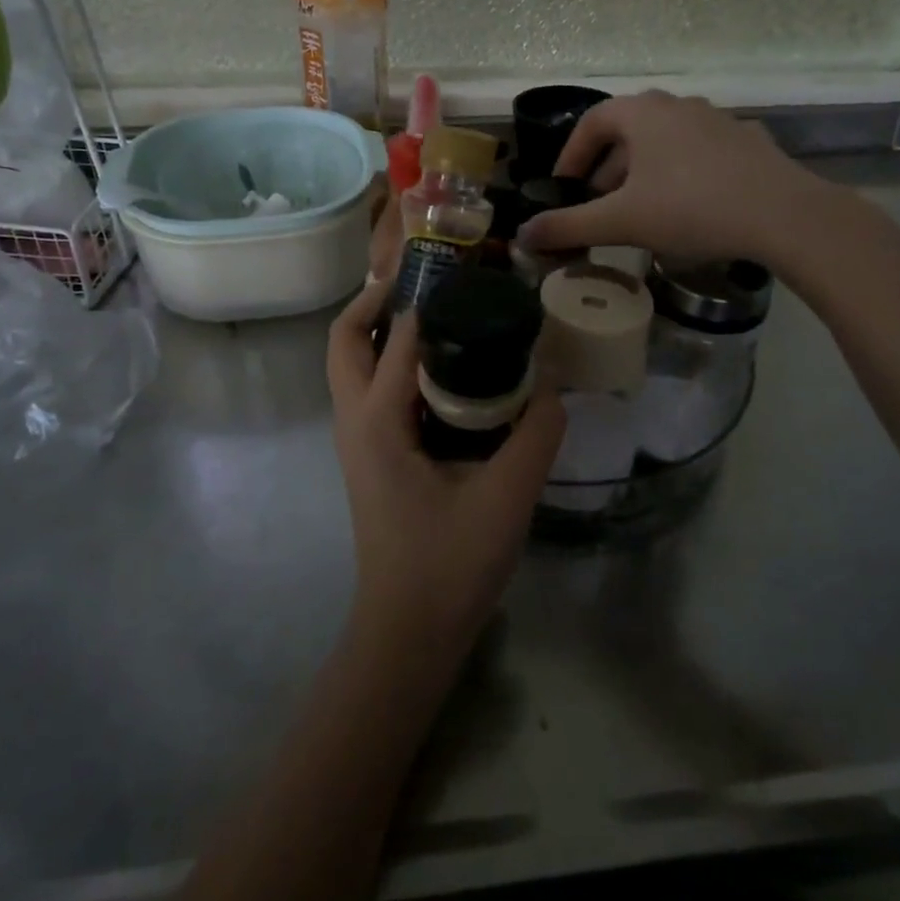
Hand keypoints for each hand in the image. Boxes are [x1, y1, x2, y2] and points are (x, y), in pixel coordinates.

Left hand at [326, 280, 565, 656]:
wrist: (408, 632)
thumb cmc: (450, 565)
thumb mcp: (508, 496)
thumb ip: (537, 433)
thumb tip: (555, 384)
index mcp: (379, 421)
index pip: (397, 337)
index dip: (427, 296)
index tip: (463, 268)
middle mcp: (355, 420)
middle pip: (344, 340)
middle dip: (376, 301)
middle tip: (428, 283)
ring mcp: (357, 440)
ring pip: (350, 364)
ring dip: (378, 329)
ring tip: (435, 312)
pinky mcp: (370, 455)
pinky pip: (369, 389)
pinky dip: (390, 362)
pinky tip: (442, 370)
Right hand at [516, 91, 860, 273]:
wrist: (784, 215)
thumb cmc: (690, 208)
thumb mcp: (621, 222)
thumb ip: (568, 227)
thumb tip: (524, 235)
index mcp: (642, 113)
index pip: (591, 123)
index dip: (571, 155)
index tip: (565, 187)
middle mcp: (678, 105)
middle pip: (628, 131)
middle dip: (607, 167)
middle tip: (600, 203)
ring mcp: (717, 120)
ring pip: (665, 141)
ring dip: (643, 171)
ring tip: (641, 209)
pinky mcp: (748, 142)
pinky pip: (699, 153)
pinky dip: (681, 173)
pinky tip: (689, 207)